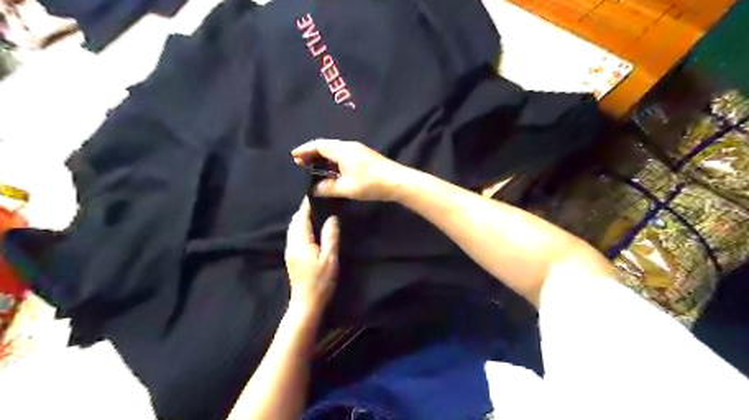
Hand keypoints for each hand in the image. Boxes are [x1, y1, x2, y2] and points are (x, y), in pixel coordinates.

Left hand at [284, 199, 338, 312]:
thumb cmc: (320, 281)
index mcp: (300, 241)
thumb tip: (332, 218)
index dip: (307, 205)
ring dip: (302, 219)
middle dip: (303, 210)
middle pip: (294, 221)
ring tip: (316, 212)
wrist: (306, 303)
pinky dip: (301, 227)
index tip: (314, 194)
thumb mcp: (329, 258)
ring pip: (293, 228)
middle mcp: (291, 243)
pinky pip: (294, 235)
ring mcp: (290, 251)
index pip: (301, 217)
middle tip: (318, 202)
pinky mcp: (292, 257)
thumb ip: (330, 236)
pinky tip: (311, 229)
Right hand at [292, 139, 408, 200]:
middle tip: (300, 163)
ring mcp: (358, 151)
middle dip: (312, 153)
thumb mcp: (347, 188)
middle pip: (326, 146)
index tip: (293, 156)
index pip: (319, 145)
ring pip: (334, 151)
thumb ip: (328, 188)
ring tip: (312, 168)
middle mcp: (349, 147)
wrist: (398, 182)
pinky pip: (342, 156)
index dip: (305, 150)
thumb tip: (314, 189)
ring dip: (322, 158)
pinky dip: (332, 162)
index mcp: (343, 150)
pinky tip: (330, 172)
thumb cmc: (371, 183)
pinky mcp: (364, 158)